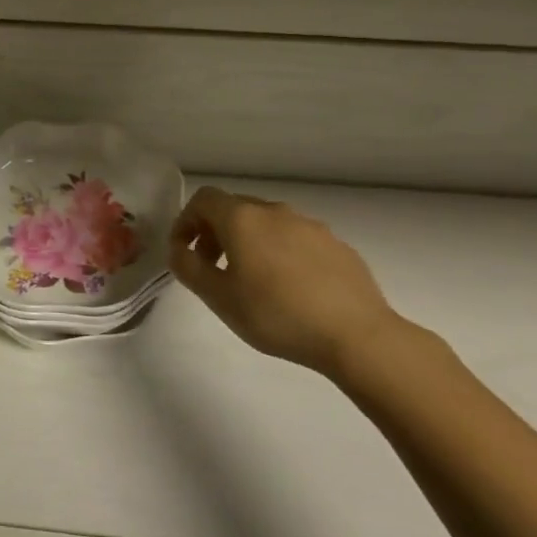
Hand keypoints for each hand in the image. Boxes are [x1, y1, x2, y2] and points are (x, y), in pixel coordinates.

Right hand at [168, 188, 399, 376]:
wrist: (357, 336)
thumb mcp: (219, 298)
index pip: (202, 199)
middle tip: (212, 268)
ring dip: (248, 242)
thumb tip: (179, 250)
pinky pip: (296, 239)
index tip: (183, 252)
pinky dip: (280, 252)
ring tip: (252, 280)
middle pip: (234, 208)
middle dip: (215, 232)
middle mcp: (275, 212)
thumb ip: (189, 268)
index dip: (185, 221)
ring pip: (267, 223)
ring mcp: (310, 225)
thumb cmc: (277, 315)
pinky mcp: (337, 245)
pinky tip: (290, 288)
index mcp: (242, 218)